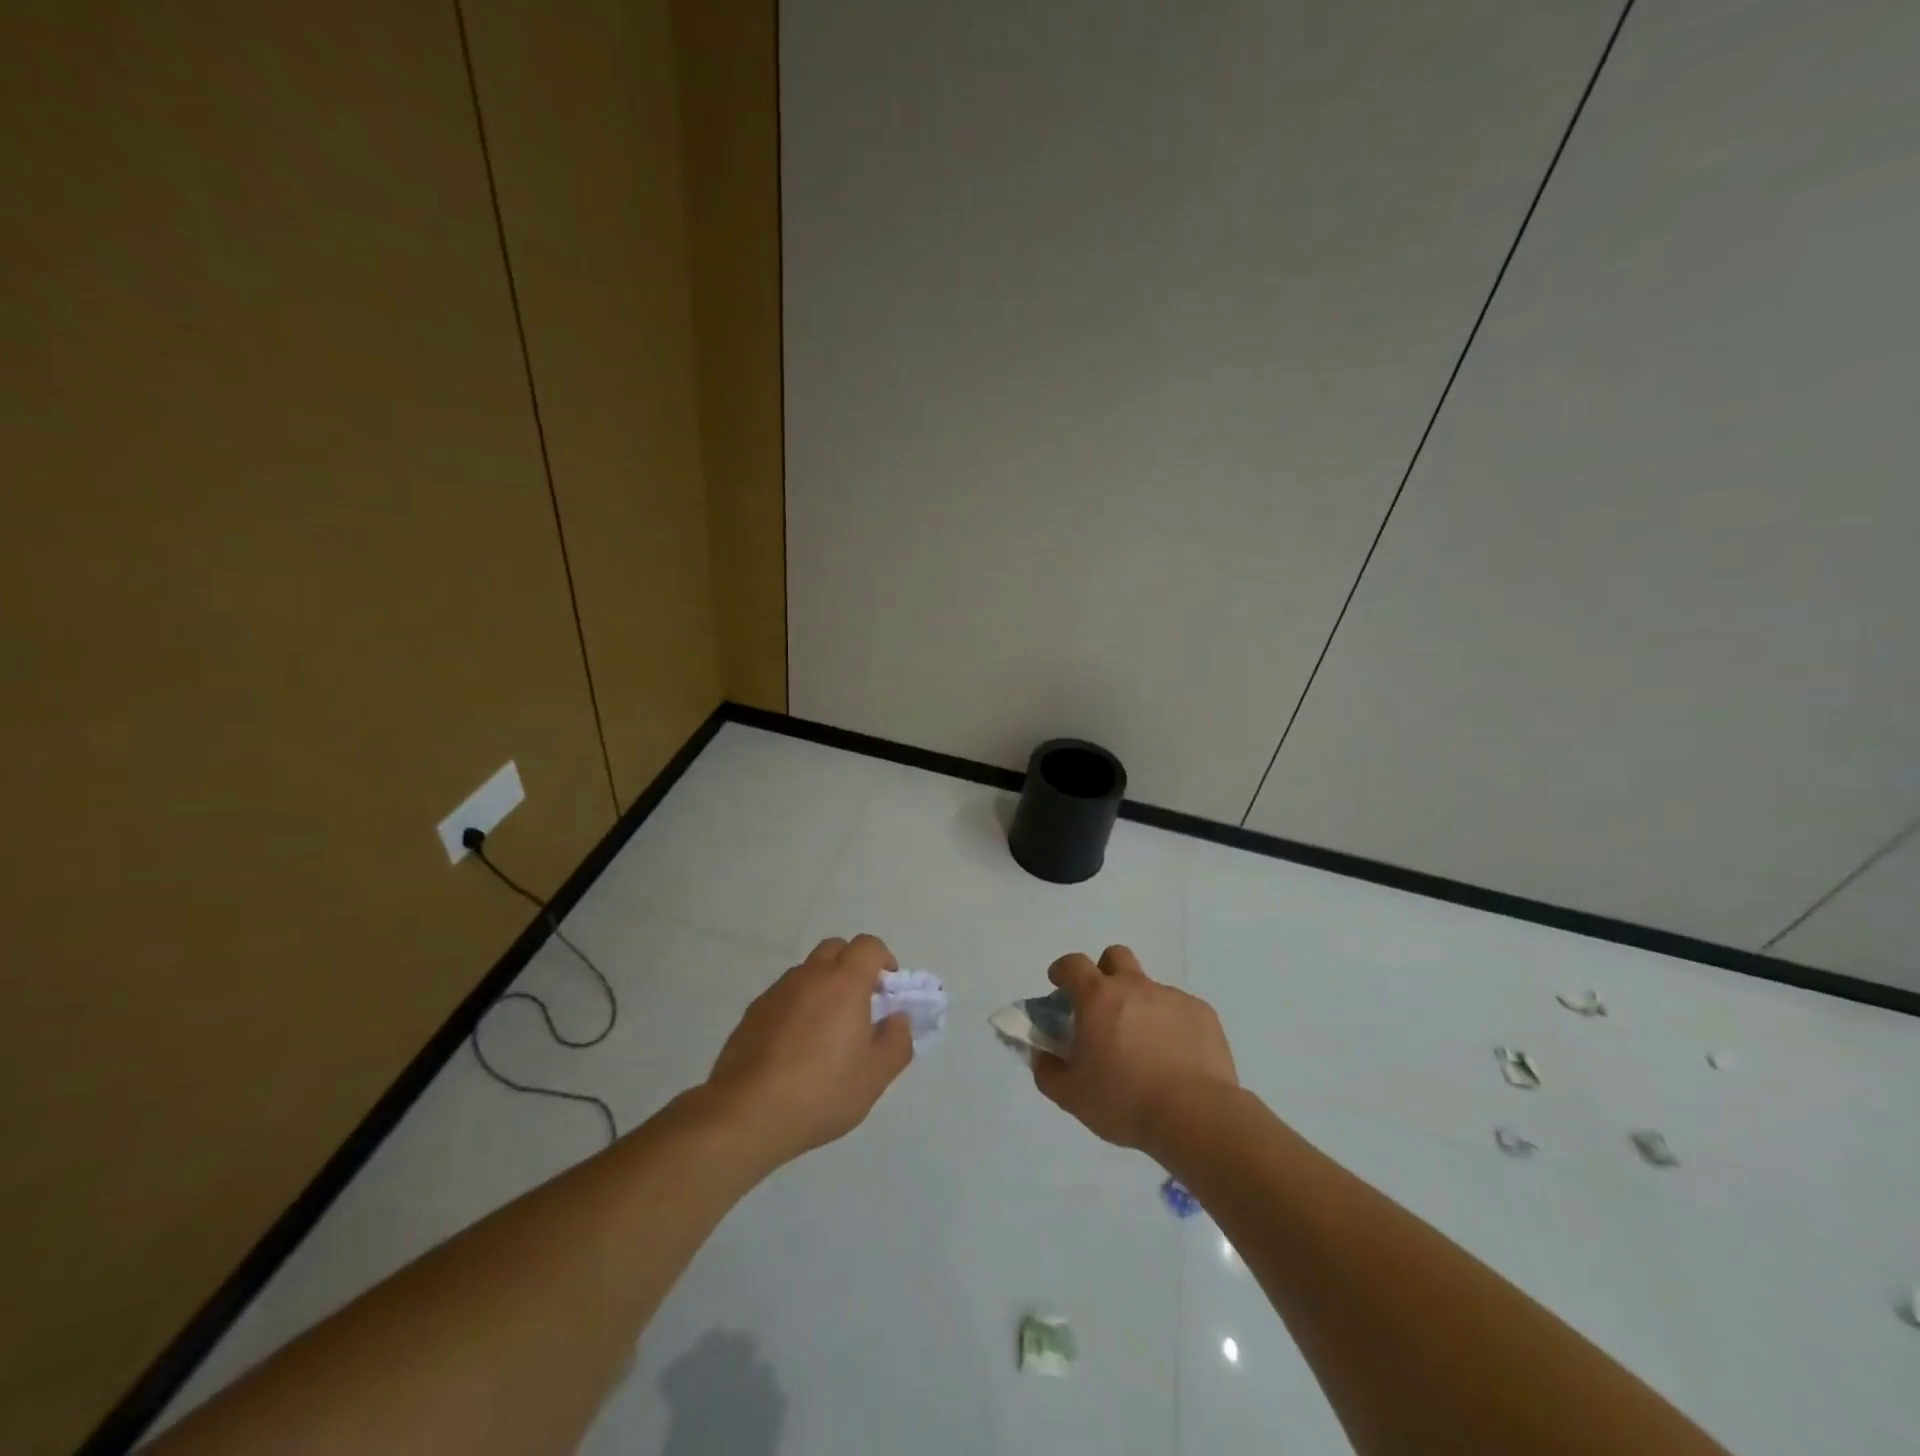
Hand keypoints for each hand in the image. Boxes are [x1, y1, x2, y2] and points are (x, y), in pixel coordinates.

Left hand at [705, 934, 913, 1164]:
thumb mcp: (875, 1077)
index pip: (868, 946)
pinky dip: (797, 1007)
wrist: (747, 1113)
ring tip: (826, 1031)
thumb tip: (898, 1020)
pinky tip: (795, 1047)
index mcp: (844, 982)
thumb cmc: (821, 1092)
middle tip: (860, 1004)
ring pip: (807, 972)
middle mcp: (810, 975)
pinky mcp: (752, 1012)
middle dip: (852, 966)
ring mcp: (777, 992)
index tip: (888, 988)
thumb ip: (896, 1042)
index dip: (883, 959)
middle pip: (836, 949)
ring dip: (823, 987)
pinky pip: (784, 996)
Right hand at [1032, 945, 1237, 1158]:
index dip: (1062, 971)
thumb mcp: (1071, 1096)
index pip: (1073, 964)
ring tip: (1144, 1045)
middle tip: (1103, 1005)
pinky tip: (1175, 1057)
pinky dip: (1170, 1025)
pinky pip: (1178, 1009)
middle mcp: (1134, 986)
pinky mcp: (1201, 1013)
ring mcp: (1171, 997)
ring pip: (1149, 987)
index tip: (1059, 984)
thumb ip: (1047, 1070)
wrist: (1194, 1115)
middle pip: (1115, 956)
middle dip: (1104, 971)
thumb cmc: (1124, 1102)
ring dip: (1139, 1005)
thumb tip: (1042, 1054)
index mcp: (1098, 998)